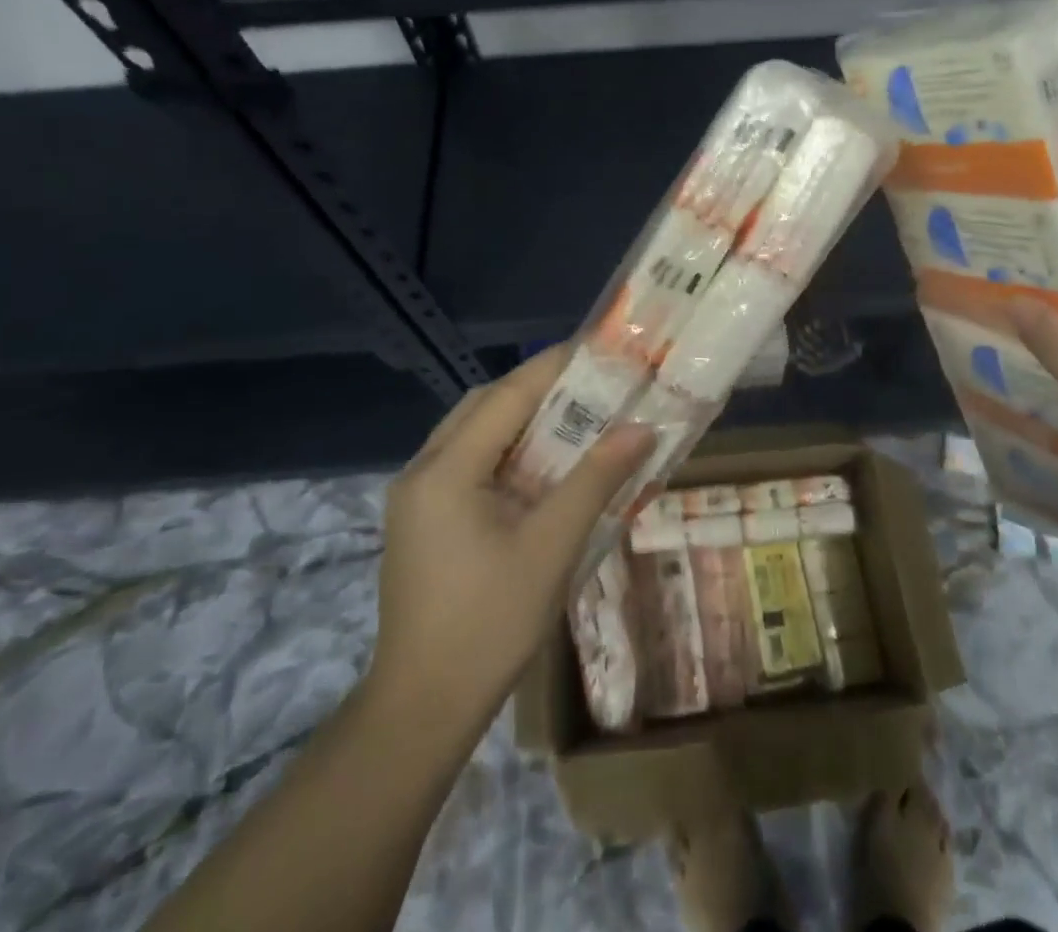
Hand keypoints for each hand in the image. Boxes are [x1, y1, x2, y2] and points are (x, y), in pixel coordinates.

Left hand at [364, 346, 653, 735]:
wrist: (421, 709)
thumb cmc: (489, 625)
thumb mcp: (551, 548)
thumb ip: (595, 480)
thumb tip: (641, 429)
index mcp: (446, 470)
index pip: (507, 396)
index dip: (553, 367)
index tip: (598, 349)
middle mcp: (422, 470)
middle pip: (484, 406)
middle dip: (538, 390)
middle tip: (592, 387)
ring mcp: (416, 497)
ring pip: (474, 433)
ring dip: (522, 420)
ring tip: (575, 419)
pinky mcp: (422, 520)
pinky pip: (467, 463)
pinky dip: (507, 452)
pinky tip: (542, 468)